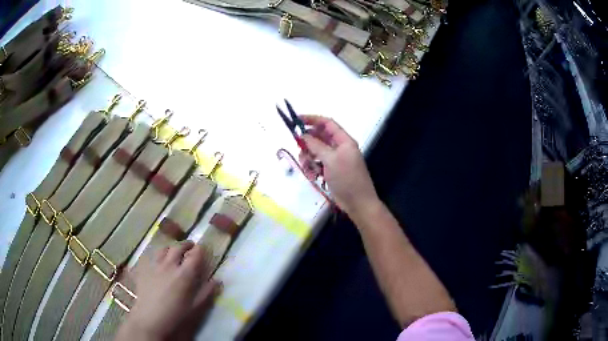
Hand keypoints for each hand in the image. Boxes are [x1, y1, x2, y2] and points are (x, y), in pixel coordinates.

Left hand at [116, 241, 220, 340]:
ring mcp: (155, 265)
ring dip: (171, 248)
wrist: (151, 318)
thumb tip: (217, 280)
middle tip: (190, 247)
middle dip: (186, 245)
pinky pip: (150, 255)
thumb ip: (207, 292)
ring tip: (173, 252)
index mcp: (185, 274)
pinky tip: (157, 261)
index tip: (202, 249)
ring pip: (163, 249)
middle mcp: (170, 264)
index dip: (199, 250)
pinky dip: (157, 255)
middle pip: (178, 247)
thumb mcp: (196, 307)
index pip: (195, 255)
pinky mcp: (143, 268)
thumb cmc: (176, 315)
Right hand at [299, 115, 378, 214]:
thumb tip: (303, 134)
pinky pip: (318, 163)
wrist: (358, 202)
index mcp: (344, 140)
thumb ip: (316, 145)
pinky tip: (312, 176)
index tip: (297, 120)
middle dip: (308, 143)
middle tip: (299, 149)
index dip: (312, 119)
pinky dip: (312, 167)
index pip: (327, 123)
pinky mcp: (331, 170)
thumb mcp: (331, 160)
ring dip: (309, 157)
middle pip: (320, 137)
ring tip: (307, 167)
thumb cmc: (347, 178)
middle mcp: (340, 147)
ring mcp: (335, 159)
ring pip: (316, 151)